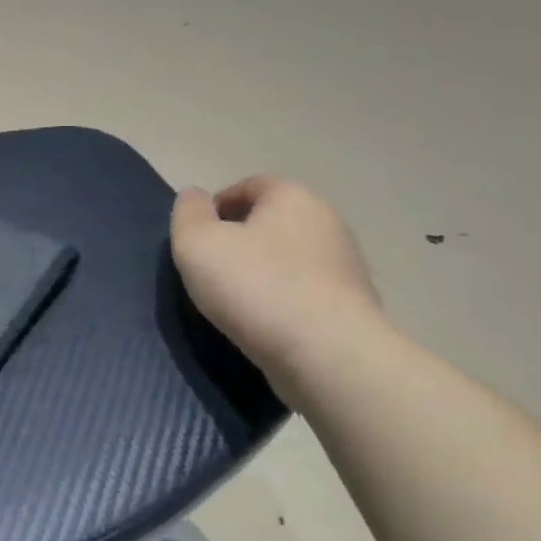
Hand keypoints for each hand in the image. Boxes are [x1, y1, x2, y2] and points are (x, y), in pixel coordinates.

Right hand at [171, 176, 380, 386]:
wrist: (328, 355)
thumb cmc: (256, 286)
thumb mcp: (197, 243)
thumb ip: (187, 214)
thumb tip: (194, 198)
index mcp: (292, 196)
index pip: (250, 185)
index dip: (218, 206)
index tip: (197, 238)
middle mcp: (327, 222)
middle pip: (272, 221)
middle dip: (241, 240)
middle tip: (211, 270)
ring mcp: (346, 266)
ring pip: (290, 259)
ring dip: (263, 273)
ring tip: (236, 303)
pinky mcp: (353, 307)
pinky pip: (306, 294)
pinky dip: (283, 302)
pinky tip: (266, 326)